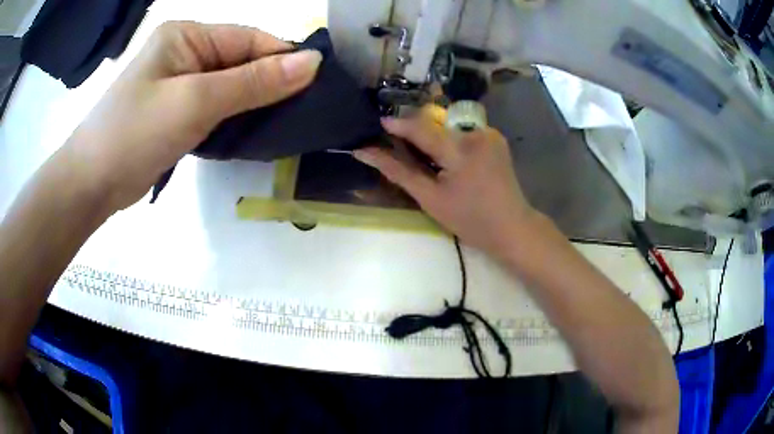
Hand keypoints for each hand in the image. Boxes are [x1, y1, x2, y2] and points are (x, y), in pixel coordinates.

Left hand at [67, 21, 321, 211]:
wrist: (90, 184)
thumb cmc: (135, 134)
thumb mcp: (196, 102)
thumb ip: (254, 81)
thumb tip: (312, 63)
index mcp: (186, 35)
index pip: (248, 39)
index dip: (282, 60)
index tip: (315, 88)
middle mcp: (184, 52)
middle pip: (240, 62)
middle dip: (268, 85)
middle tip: (301, 113)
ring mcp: (178, 82)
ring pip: (230, 87)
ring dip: (253, 104)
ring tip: (282, 125)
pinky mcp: (175, 111)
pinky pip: (215, 107)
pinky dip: (234, 118)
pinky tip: (251, 132)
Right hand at [354, 109, 536, 256]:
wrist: (512, 227)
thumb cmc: (470, 220)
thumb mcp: (430, 198)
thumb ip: (398, 171)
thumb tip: (365, 152)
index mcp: (459, 151)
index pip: (421, 127)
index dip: (398, 124)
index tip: (380, 123)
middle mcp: (476, 134)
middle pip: (437, 123)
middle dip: (417, 130)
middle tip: (401, 142)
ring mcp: (490, 133)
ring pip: (451, 125)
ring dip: (436, 134)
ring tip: (428, 154)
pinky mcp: (497, 138)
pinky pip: (466, 130)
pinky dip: (453, 139)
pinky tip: (452, 157)